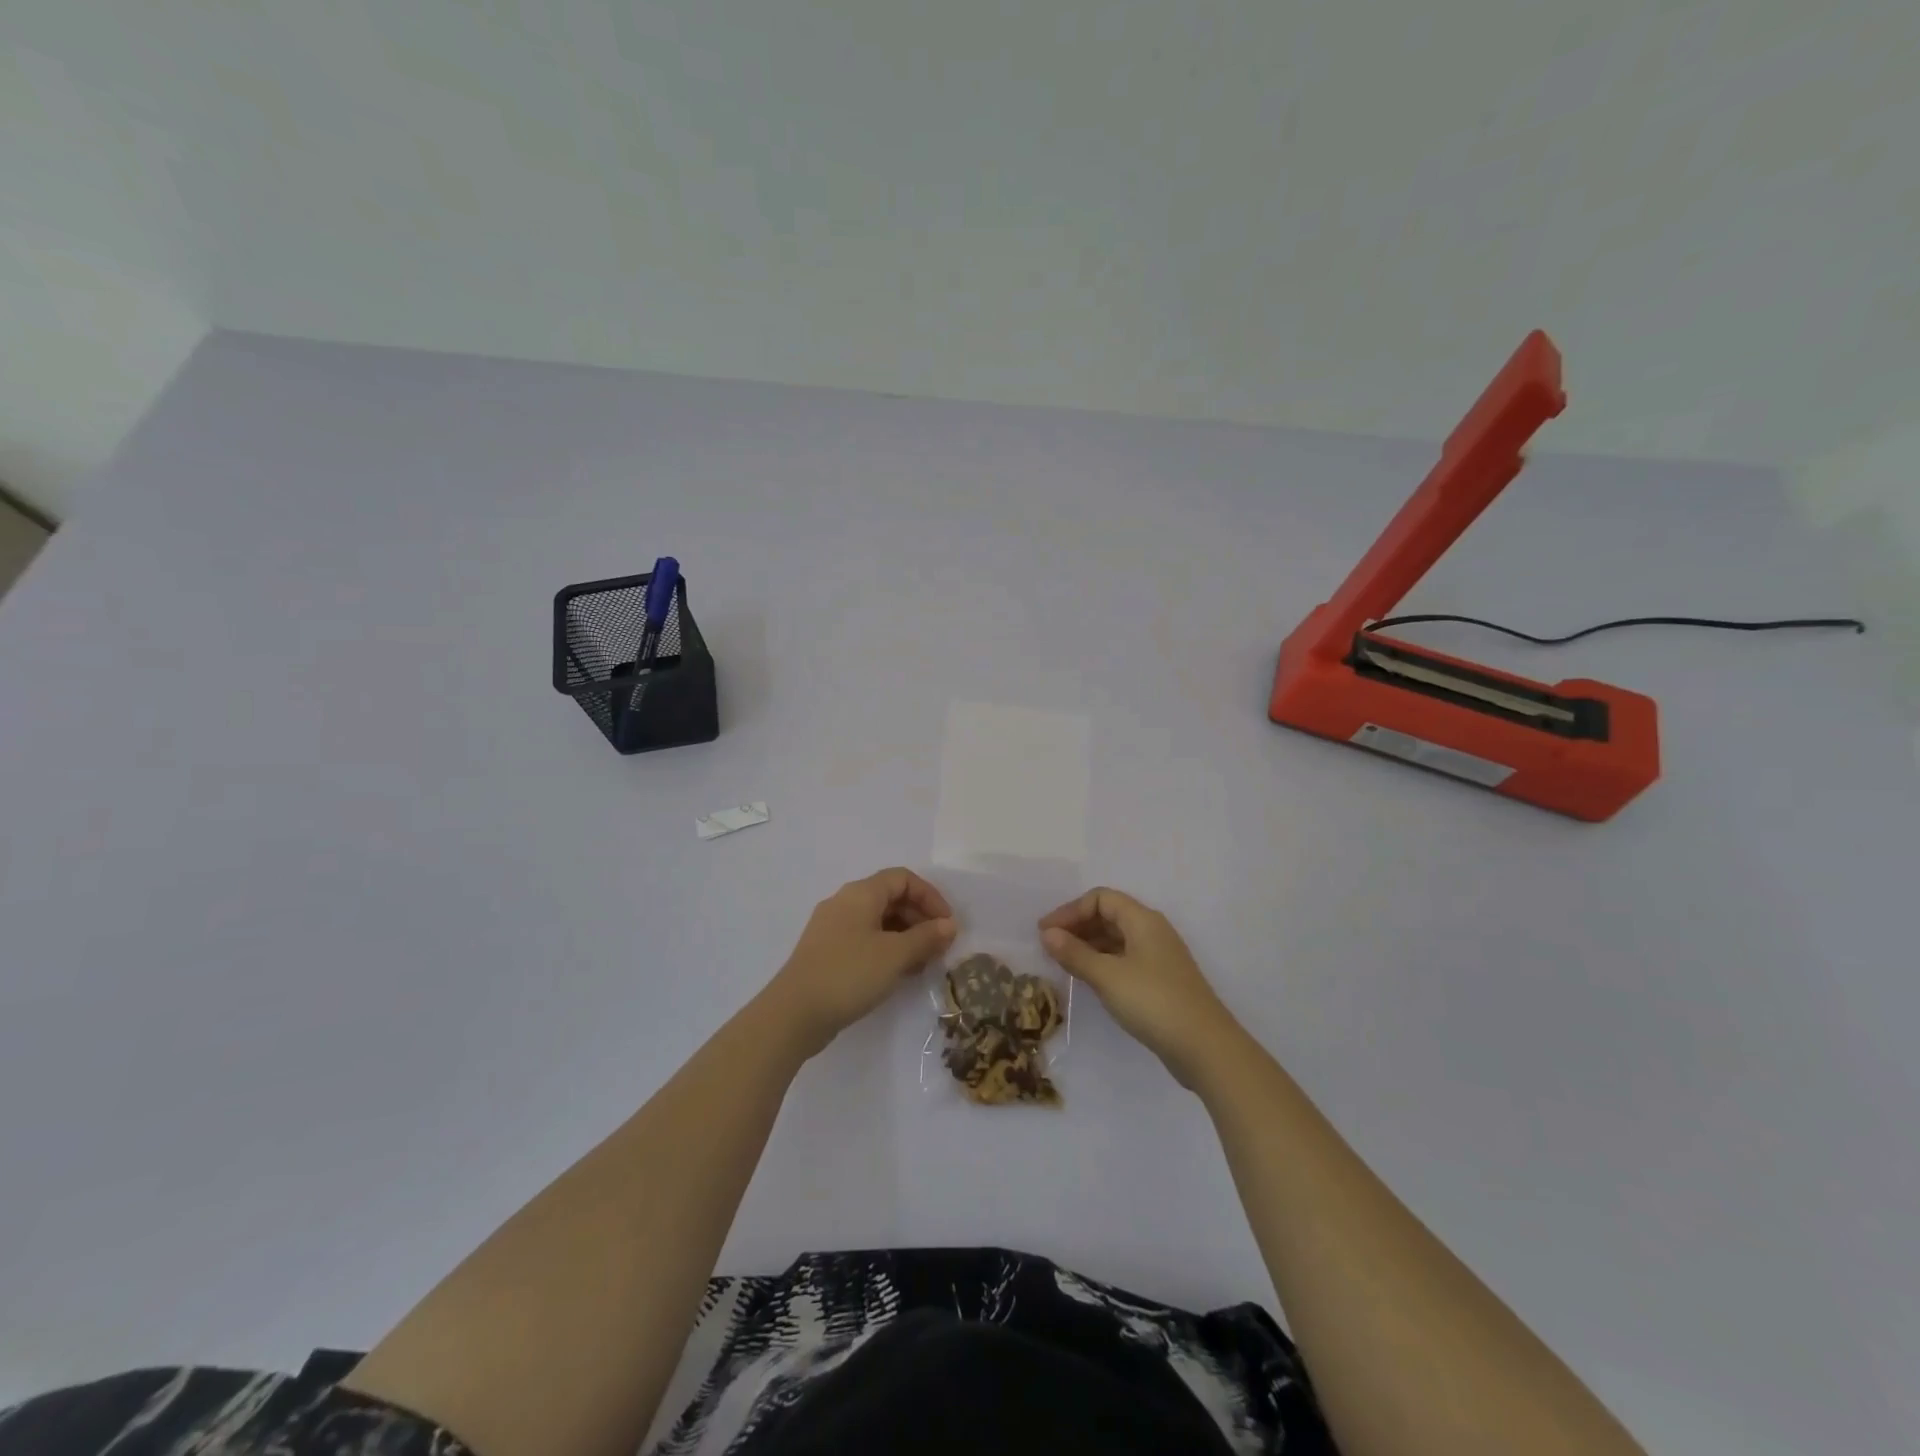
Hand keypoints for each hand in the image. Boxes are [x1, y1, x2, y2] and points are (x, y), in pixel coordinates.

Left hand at [768, 869, 956, 1057]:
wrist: (794, 1014)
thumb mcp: (895, 955)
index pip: (903, 879)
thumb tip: (949, 925)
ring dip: (905, 936)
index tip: (947, 924)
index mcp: (860, 894)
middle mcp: (844, 903)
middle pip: (890, 898)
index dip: (930, 896)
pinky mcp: (826, 952)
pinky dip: (886, 949)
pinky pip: (864, 939)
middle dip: (919, 918)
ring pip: (878, 921)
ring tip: (922, 963)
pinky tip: (898, 973)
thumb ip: (926, 937)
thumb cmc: (849, 974)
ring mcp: (832, 928)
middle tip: (938, 946)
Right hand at [1039, 888, 1241, 1088]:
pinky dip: (1102, 962)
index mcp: (1142, 920)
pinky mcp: (1160, 981)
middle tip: (1049, 947)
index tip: (1045, 932)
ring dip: (1088, 945)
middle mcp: (1152, 931)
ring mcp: (1158, 957)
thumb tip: (1047, 934)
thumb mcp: (1107, 976)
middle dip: (1077, 926)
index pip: (1100, 898)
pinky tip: (1088, 979)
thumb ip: (1075, 953)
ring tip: (1063, 963)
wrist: (1204, 1047)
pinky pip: (1124, 959)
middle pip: (1109, 915)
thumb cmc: (1153, 1002)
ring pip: (1116, 939)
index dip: (1070, 910)